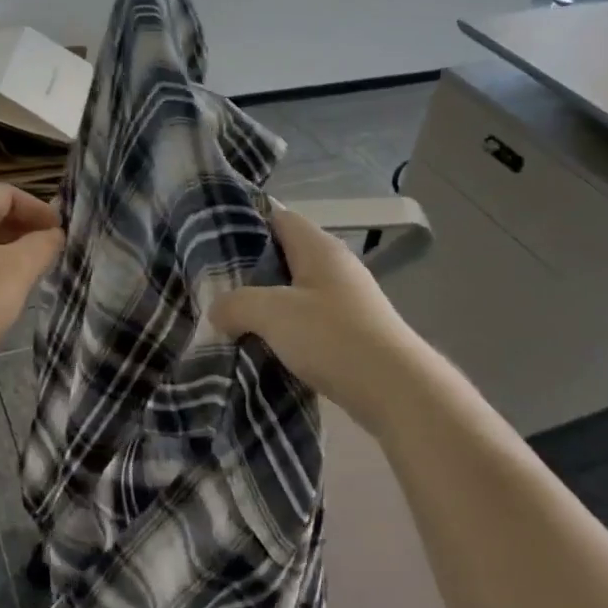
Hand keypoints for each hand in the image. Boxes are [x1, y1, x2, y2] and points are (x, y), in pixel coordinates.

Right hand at [209, 205, 434, 422]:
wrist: (394, 389)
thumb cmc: (332, 336)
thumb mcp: (272, 313)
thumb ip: (235, 304)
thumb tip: (217, 311)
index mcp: (319, 248)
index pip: (279, 217)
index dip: (247, 222)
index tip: (214, 239)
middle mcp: (335, 266)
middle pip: (285, 256)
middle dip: (250, 270)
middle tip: (214, 284)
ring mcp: (346, 300)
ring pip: (294, 292)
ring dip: (266, 304)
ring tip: (231, 317)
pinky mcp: (351, 332)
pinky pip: (307, 321)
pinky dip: (284, 329)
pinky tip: (263, 345)